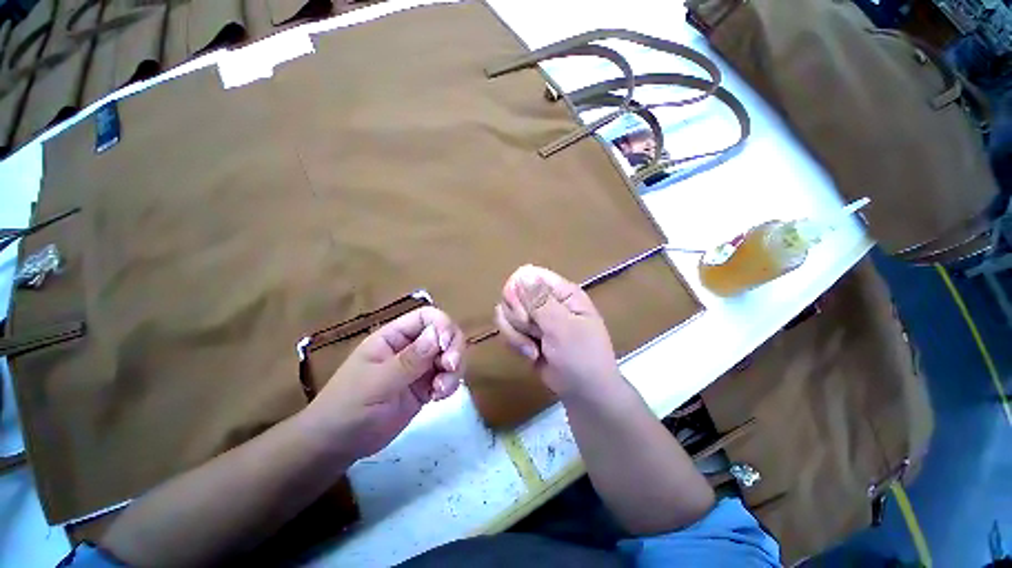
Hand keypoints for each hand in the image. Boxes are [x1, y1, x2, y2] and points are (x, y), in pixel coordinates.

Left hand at [304, 307, 464, 459]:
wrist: (338, 445)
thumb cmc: (348, 408)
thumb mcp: (377, 383)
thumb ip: (409, 360)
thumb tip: (438, 333)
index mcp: (394, 337)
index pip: (427, 317)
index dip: (442, 325)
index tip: (445, 346)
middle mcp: (411, 346)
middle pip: (445, 333)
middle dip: (454, 348)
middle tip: (450, 368)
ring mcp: (420, 366)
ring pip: (450, 354)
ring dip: (454, 369)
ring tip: (441, 390)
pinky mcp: (426, 385)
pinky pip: (448, 376)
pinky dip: (451, 383)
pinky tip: (438, 398)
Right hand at [494, 265, 622, 401]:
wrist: (584, 393)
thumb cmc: (581, 357)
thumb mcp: (563, 328)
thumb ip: (540, 301)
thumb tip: (522, 274)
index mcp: (561, 292)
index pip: (528, 275)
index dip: (518, 291)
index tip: (523, 313)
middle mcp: (546, 300)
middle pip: (513, 293)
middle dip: (517, 316)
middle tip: (533, 332)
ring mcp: (535, 317)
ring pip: (506, 312)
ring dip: (515, 334)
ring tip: (533, 349)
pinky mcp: (526, 333)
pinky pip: (507, 329)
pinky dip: (515, 343)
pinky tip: (531, 355)